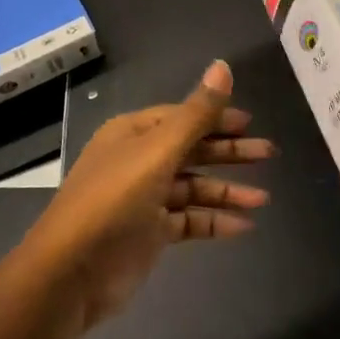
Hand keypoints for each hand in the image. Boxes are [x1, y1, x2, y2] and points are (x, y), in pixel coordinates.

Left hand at [22, 60, 272, 332]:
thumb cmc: (113, 201)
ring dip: (226, 191)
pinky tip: (243, 225)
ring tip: (263, 199)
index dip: (216, 118)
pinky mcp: (148, 233)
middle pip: (191, 150)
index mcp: (133, 133)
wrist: (70, 273)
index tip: (251, 123)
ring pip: (192, 187)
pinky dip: (213, 220)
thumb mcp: (157, 152)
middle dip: (228, 152)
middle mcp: (137, 160)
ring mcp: (143, 199)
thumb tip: (223, 65)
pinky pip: (188, 220)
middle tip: (269, 154)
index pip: (182, 117)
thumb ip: (196, 114)